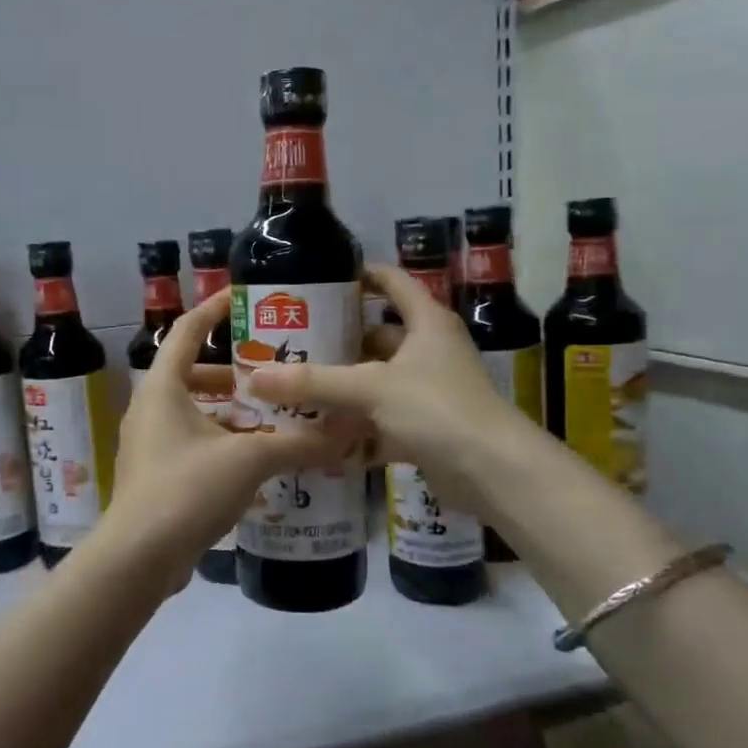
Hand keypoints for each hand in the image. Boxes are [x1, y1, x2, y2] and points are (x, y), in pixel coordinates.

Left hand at [107, 290, 359, 592]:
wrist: (138, 558)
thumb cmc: (186, 489)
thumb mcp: (249, 460)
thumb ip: (300, 443)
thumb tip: (350, 431)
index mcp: (162, 387)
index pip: (187, 331)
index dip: (213, 310)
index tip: (242, 298)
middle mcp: (150, 409)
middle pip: (193, 374)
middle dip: (235, 373)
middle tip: (275, 373)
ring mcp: (150, 444)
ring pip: (195, 413)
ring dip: (232, 413)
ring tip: (276, 418)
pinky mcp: (156, 476)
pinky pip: (194, 445)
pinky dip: (223, 444)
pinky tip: (257, 461)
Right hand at [247, 263, 523, 515]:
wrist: (492, 472)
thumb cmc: (436, 409)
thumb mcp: (370, 388)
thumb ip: (314, 382)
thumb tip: (255, 377)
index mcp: (426, 322)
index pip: (391, 282)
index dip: (359, 275)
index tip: (319, 279)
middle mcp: (430, 350)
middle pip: (378, 336)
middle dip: (338, 341)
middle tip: (293, 343)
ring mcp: (429, 391)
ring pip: (377, 381)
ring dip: (344, 387)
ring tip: (296, 386)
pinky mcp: (426, 428)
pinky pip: (382, 420)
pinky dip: (356, 428)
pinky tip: (320, 435)